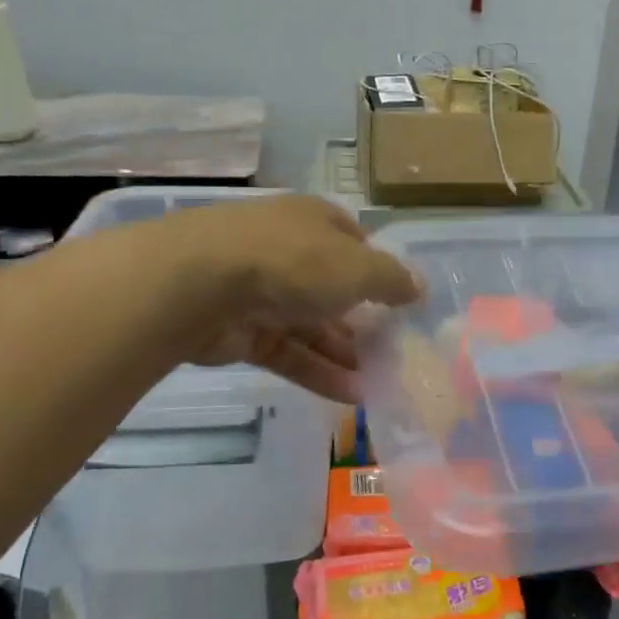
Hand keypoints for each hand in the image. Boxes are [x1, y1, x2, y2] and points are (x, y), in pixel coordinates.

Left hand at [160, 196, 419, 401]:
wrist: (197, 284)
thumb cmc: (292, 262)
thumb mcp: (358, 267)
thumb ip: (393, 280)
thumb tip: (420, 288)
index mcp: (315, 222)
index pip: (354, 241)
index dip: (378, 268)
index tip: (400, 300)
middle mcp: (288, 250)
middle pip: (332, 287)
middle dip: (363, 319)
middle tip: (394, 351)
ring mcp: (261, 291)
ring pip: (310, 325)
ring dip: (344, 353)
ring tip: (380, 382)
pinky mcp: (240, 331)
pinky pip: (288, 353)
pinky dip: (317, 372)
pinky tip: (351, 396)